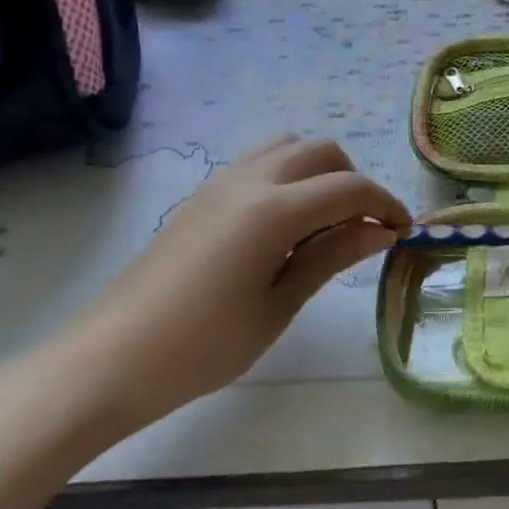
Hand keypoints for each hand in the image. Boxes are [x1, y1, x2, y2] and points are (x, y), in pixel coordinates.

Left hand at [43, 135, 410, 438]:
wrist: (107, 361)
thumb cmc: (202, 346)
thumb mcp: (278, 306)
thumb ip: (332, 256)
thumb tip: (380, 230)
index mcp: (275, 209)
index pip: (350, 188)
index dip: (385, 205)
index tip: (402, 231)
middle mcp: (252, 180)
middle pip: (323, 152)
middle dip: (354, 182)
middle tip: (361, 229)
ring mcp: (223, 182)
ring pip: (290, 146)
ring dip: (320, 171)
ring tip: (323, 221)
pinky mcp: (204, 195)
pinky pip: (261, 161)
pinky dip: (290, 175)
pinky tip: (284, 223)